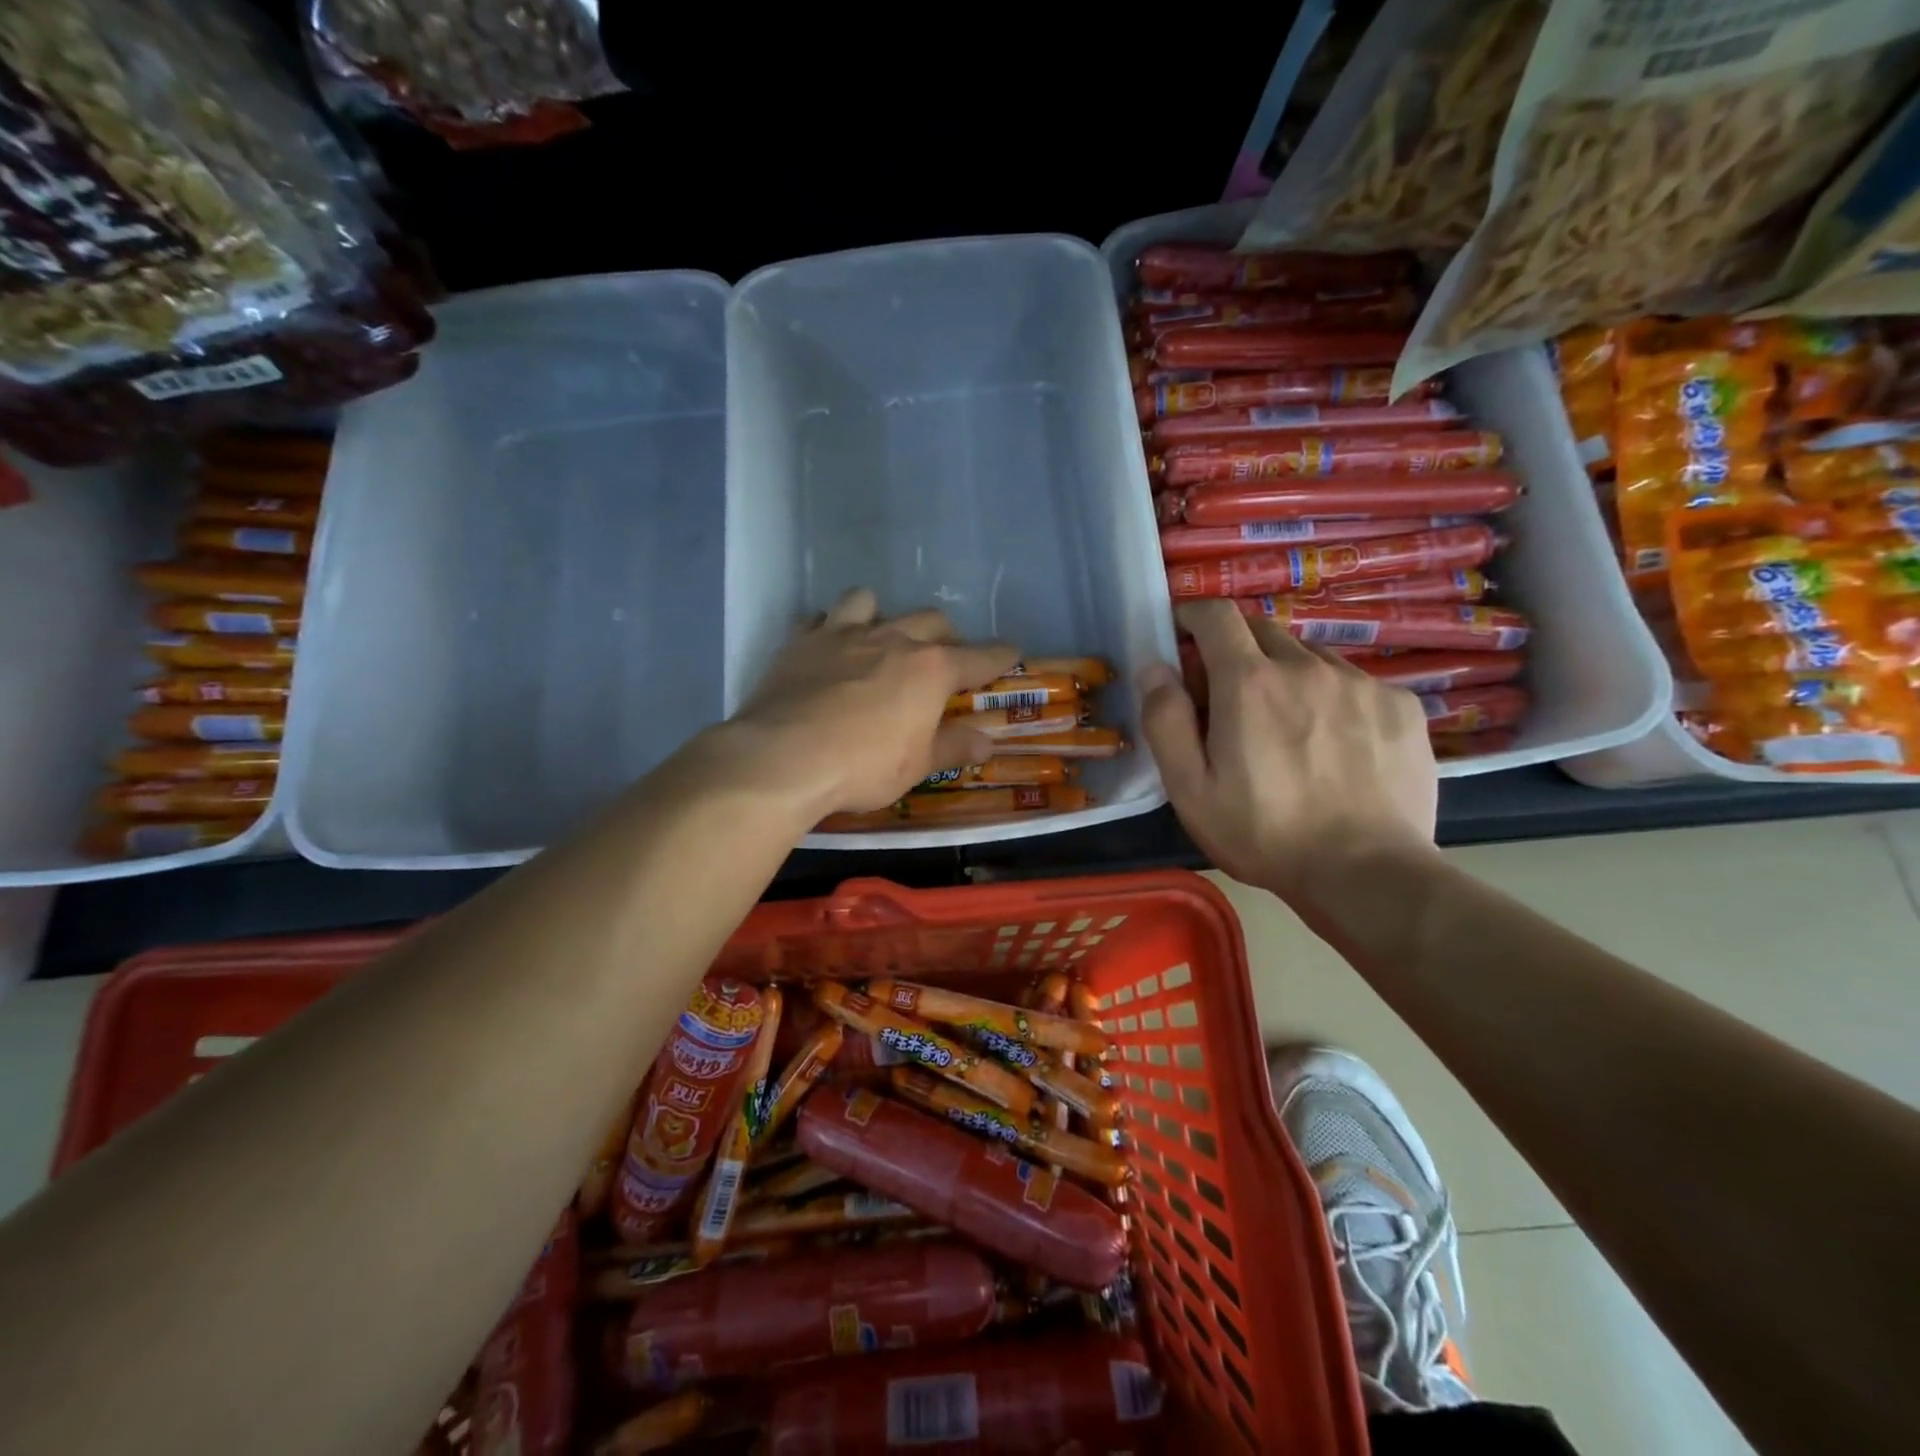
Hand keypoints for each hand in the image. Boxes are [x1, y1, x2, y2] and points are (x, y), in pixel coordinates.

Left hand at [729, 588, 1019, 818]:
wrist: (783, 757)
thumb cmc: (862, 767)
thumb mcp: (916, 766)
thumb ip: (953, 746)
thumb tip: (987, 741)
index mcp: (930, 669)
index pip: (979, 656)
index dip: (1000, 656)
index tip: (1012, 654)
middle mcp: (892, 639)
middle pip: (931, 620)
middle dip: (945, 636)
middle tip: (942, 661)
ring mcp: (843, 634)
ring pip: (872, 601)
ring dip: (884, 616)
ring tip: (880, 641)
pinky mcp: (801, 641)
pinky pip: (822, 618)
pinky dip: (832, 628)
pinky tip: (830, 649)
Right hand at [1138, 599, 1438, 904]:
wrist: (1367, 874)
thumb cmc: (1263, 834)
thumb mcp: (1190, 789)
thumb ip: (1165, 720)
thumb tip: (1156, 667)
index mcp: (1248, 682)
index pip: (1216, 616)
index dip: (1193, 615)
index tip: (1183, 633)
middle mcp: (1306, 666)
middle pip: (1263, 629)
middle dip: (1237, 648)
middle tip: (1230, 696)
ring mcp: (1360, 683)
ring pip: (1310, 656)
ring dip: (1287, 674)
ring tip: (1288, 726)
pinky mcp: (1401, 705)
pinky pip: (1355, 682)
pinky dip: (1332, 697)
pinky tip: (1336, 743)